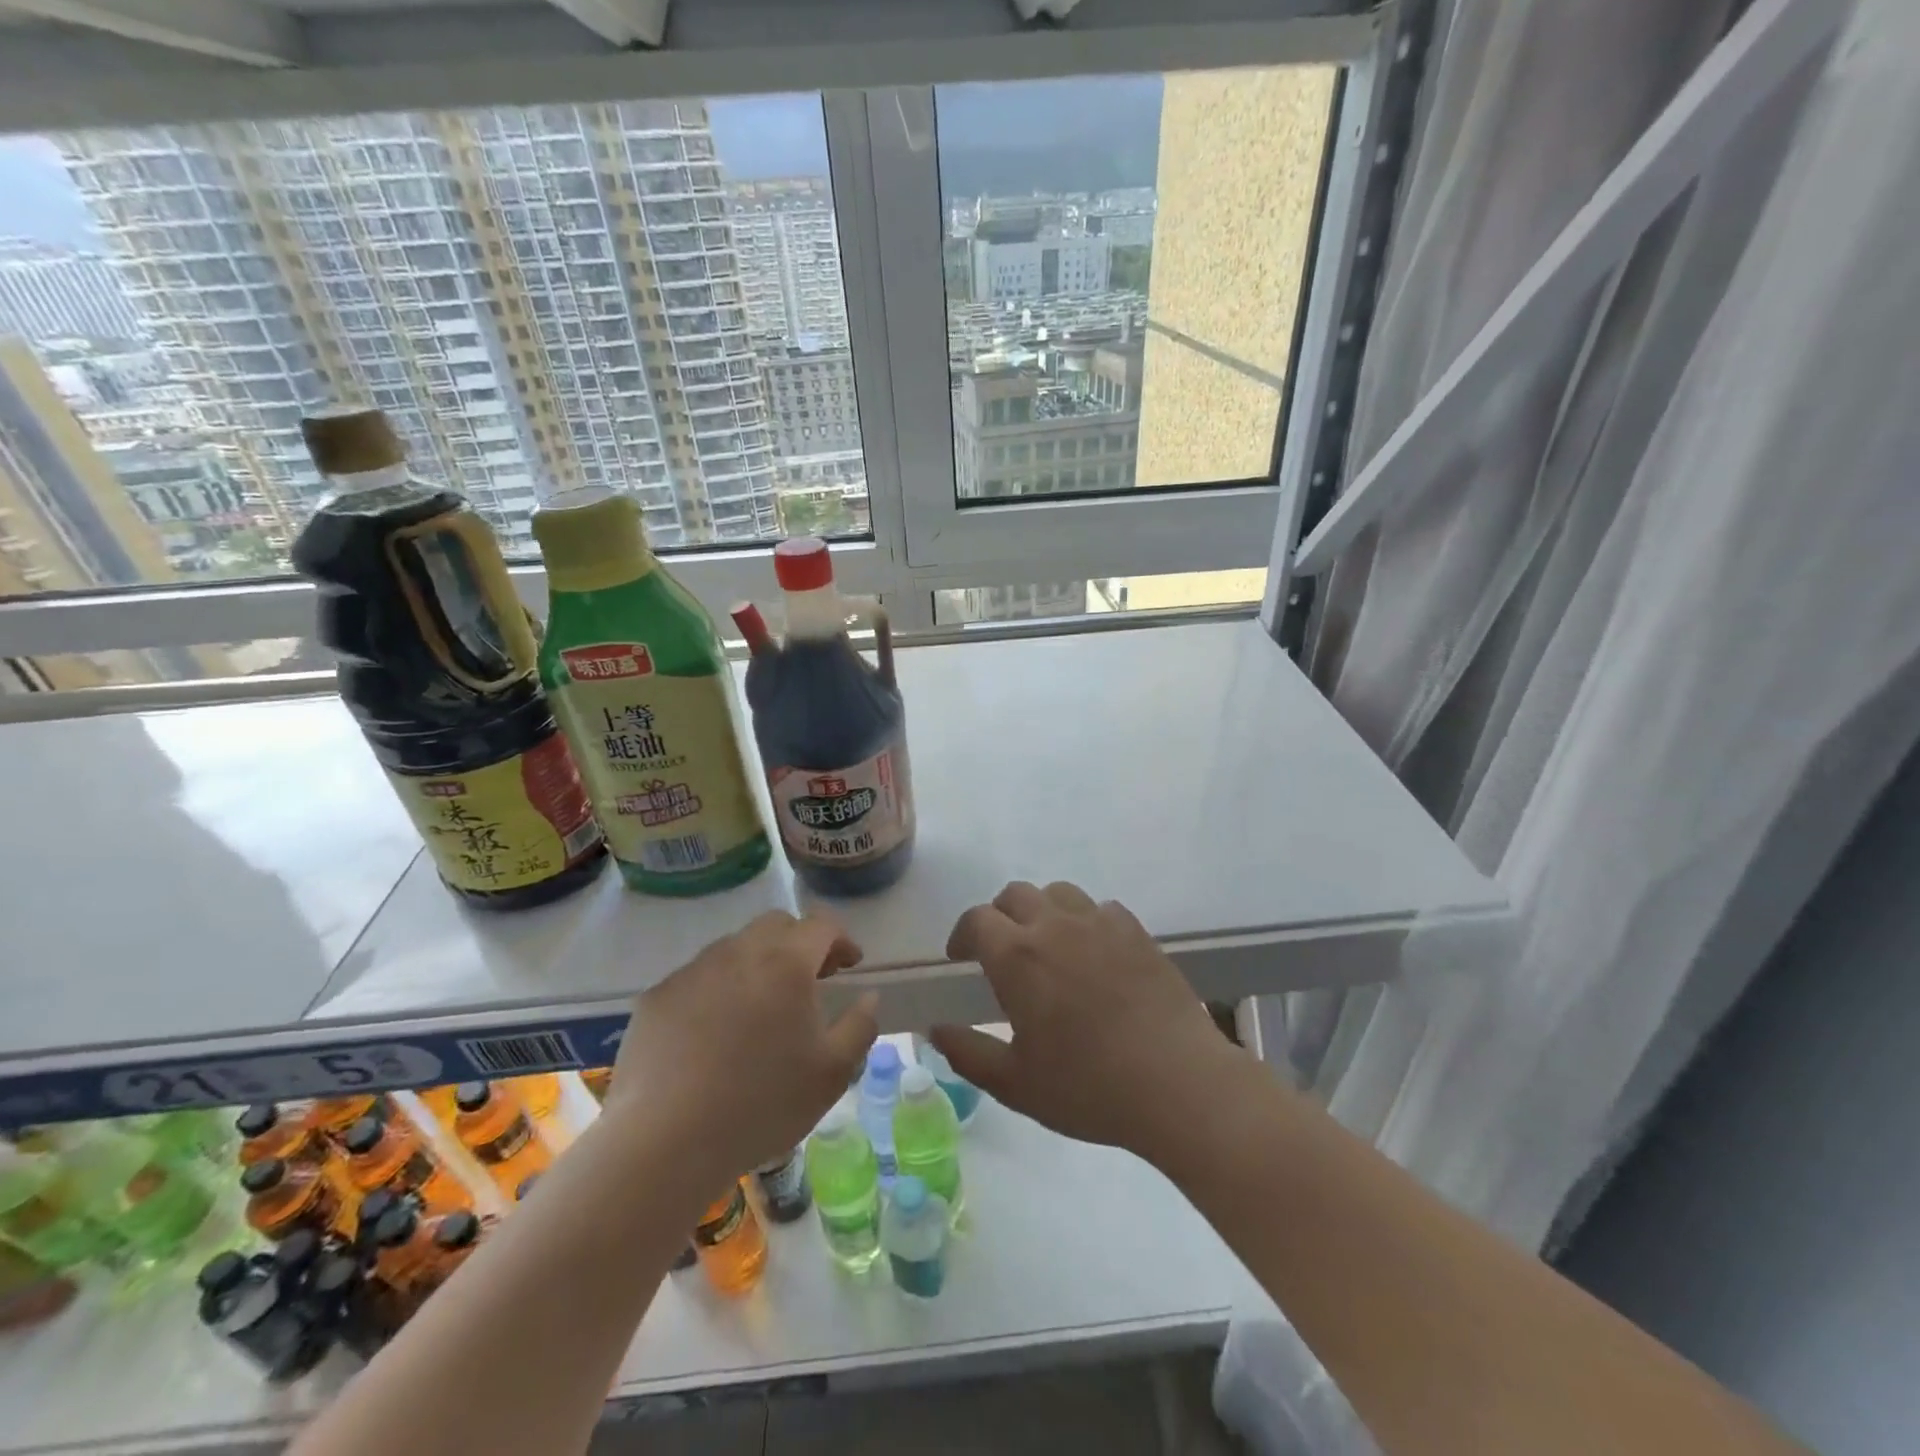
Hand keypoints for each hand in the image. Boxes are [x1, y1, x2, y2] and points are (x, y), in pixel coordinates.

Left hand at [606, 911, 877, 1186]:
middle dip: (800, 942)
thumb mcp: (833, 1073)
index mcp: (786, 963)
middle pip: (776, 925)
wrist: (665, 1142)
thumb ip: (861, 1025)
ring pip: (734, 947)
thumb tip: (868, 996)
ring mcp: (693, 971)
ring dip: (757, 963)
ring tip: (761, 1008)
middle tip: (809, 980)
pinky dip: (717, 989)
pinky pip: (698, 977)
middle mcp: (739, 951)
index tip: (849, 965)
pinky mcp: (657, 996)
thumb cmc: (762, 1104)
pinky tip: (714, 1032)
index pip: (821, 925)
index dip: (841, 939)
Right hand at [930, 881, 1245, 1161]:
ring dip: (1043, 910)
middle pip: (1015, 895)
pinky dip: (1086, 921)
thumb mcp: (1016, 1084)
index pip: (977, 920)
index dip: (963, 934)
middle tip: (1002, 952)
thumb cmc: (1088, 1087)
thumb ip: (968, 1053)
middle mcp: (1054, 925)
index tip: (961, 957)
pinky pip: (1101, 908)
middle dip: (999, 916)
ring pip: (1058, 892)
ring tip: (1049, 946)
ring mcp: (1100, 923)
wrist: (1177, 1083)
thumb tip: (935, 1030)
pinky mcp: (1136, 931)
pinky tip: (1094, 954)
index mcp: (1017, 956)